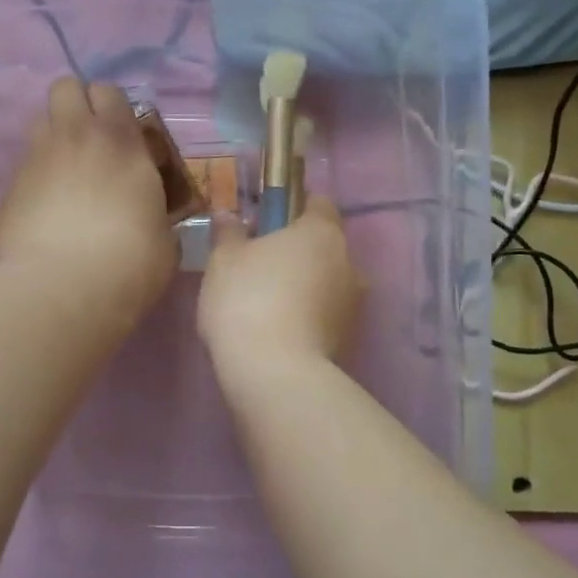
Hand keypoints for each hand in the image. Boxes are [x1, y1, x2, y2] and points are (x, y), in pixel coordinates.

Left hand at [0, 79, 177, 319]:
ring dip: (53, 139)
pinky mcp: (7, 190)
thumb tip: (150, 216)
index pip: (108, 90)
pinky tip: (45, 214)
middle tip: (90, 142)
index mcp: (119, 140)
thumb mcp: (164, 233)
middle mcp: (73, 137)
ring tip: (65, 175)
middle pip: (64, 87)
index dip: (112, 107)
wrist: (67, 289)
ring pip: (38, 123)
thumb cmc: (132, 260)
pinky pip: (23, 169)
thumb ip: (154, 209)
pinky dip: (35, 182)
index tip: (123, 135)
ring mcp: (35, 160)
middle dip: (75, 106)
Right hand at [198, 198, 362, 378]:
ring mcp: (354, 304)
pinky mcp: (349, 339)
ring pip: (326, 282)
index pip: (317, 203)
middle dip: (296, 251)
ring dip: (304, 286)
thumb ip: (229, 233)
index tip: (264, 221)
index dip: (292, 207)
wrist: (275, 374)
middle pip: (323, 245)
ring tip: (266, 305)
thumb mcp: (223, 260)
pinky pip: (325, 315)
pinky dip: (307, 316)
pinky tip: (277, 331)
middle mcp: (348, 262)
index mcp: (322, 232)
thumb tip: (230, 216)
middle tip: (258, 265)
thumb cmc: (247, 300)